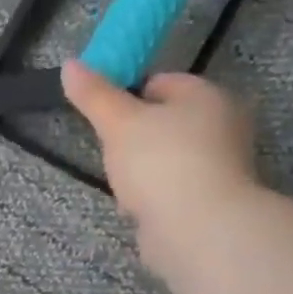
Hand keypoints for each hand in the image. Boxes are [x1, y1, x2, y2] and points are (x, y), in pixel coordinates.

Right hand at [62, 60, 262, 272]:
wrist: (197, 229)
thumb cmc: (160, 163)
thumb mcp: (118, 123)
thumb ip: (94, 95)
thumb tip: (70, 64)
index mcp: (207, 96)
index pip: (162, 82)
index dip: (128, 95)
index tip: (104, 118)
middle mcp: (223, 125)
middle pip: (166, 122)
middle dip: (134, 137)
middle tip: (110, 152)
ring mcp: (220, 166)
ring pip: (168, 158)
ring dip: (142, 170)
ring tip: (123, 186)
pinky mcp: (212, 201)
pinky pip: (173, 189)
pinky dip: (154, 196)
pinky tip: (138, 208)